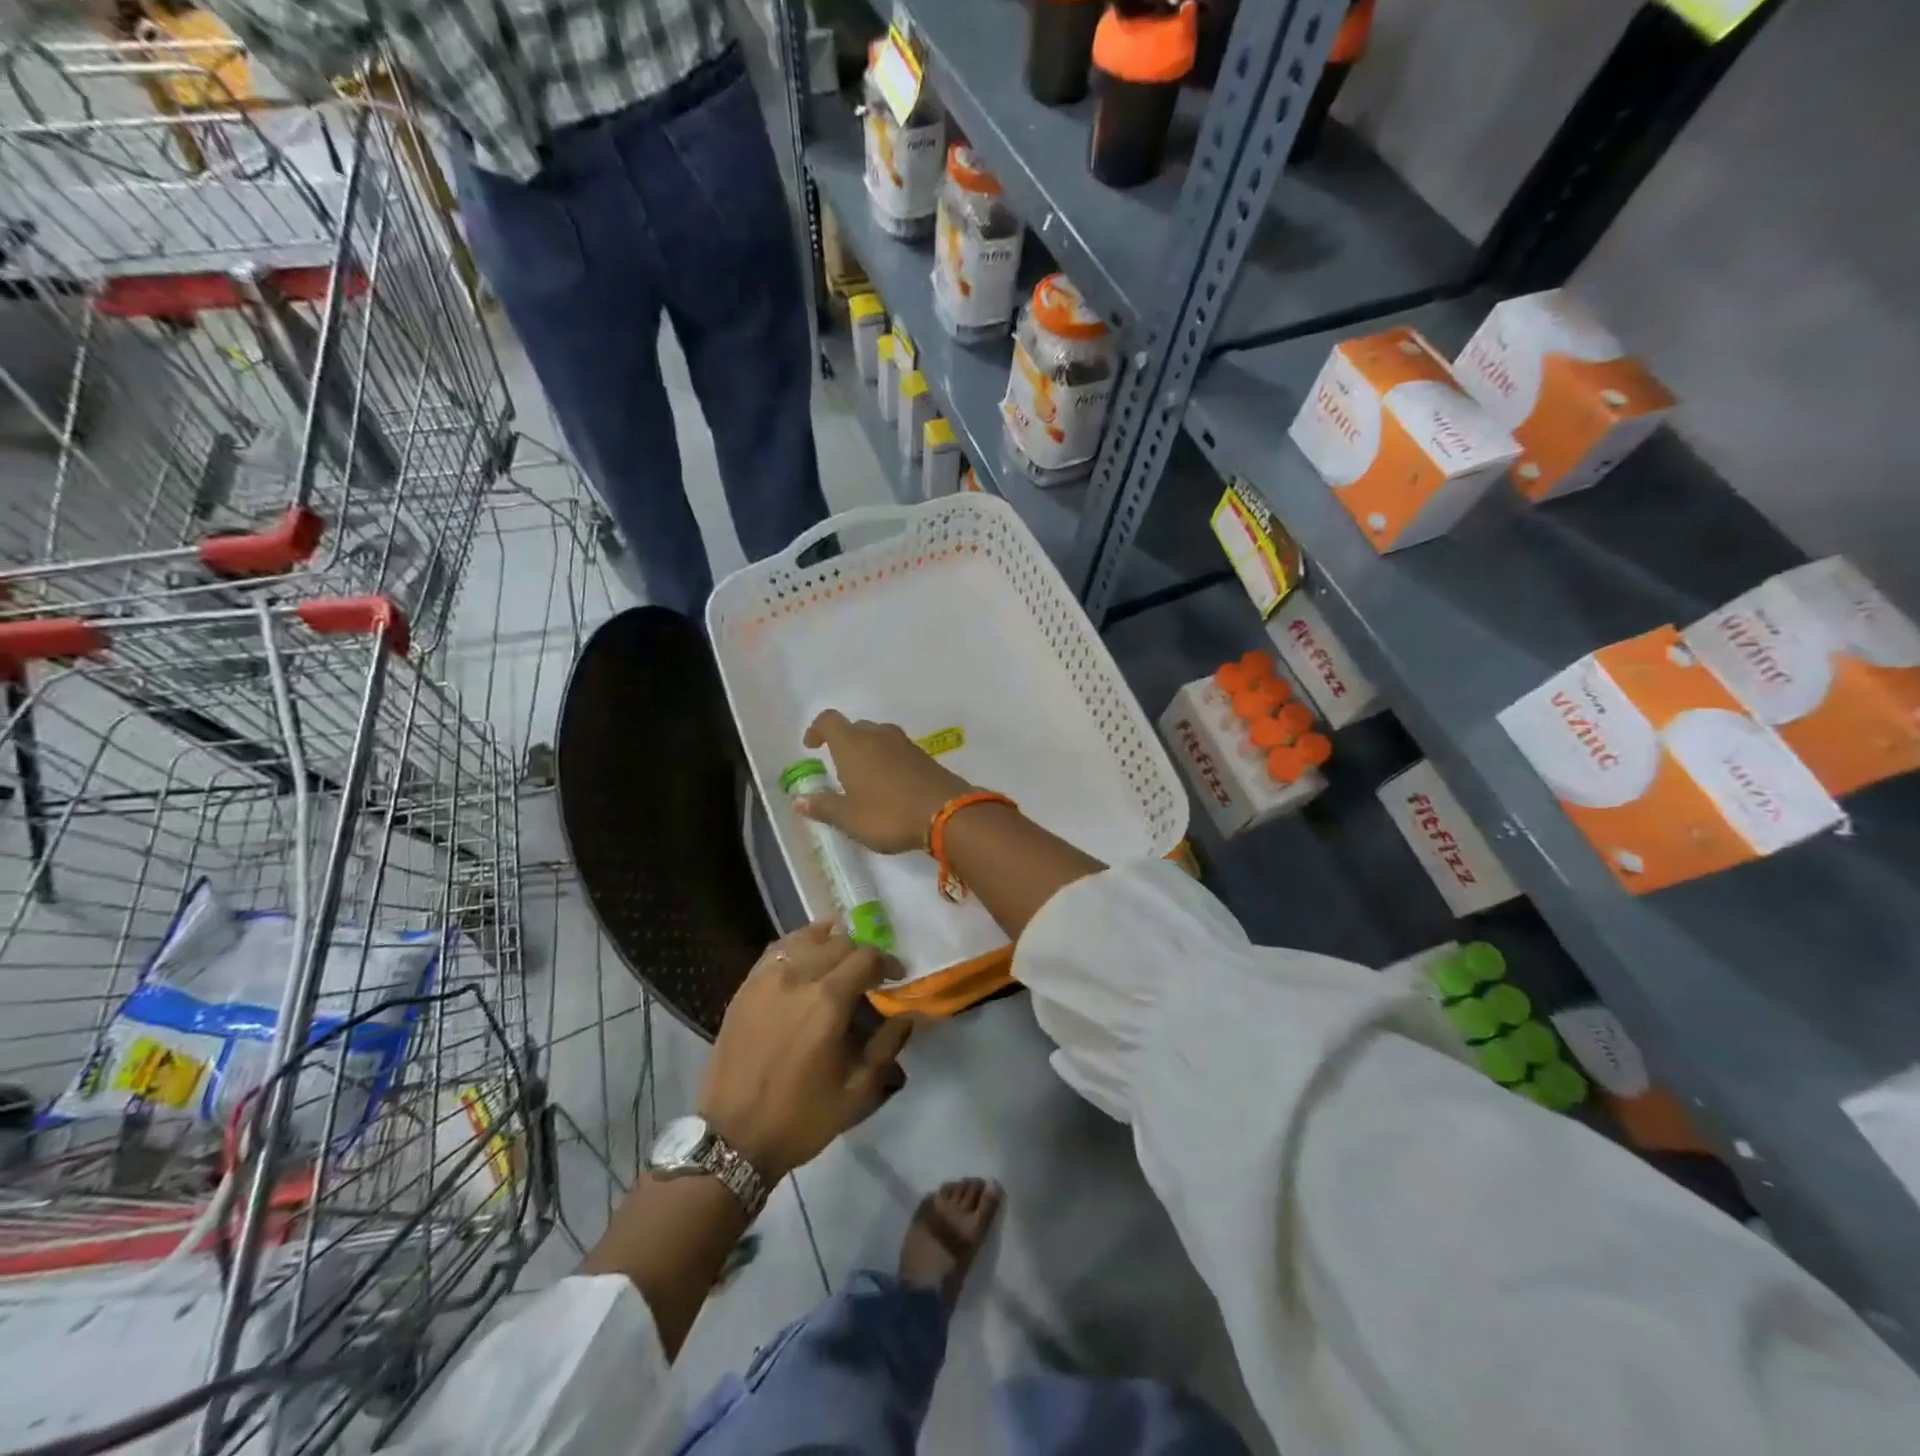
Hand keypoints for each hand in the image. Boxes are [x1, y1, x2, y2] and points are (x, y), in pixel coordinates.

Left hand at [699, 919, 915, 1180]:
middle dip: (862, 954)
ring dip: (831, 943)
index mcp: (828, 1000)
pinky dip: (799, 945)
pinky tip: (806, 958)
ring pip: (807, 938)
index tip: (896, 978)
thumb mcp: (857, 1091)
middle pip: (840, 943)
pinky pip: (777, 949)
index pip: (867, 957)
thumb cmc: (800, 1117)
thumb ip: (887, 1045)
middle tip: (869, 976)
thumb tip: (909, 1016)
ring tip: (840, 961)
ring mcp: (767, 978)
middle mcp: (798, 977)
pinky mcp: (746, 986)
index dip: (888, 963)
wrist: (732, 1138)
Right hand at [796, 710, 972, 853]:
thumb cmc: (888, 814)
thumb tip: (800, 800)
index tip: (812, 746)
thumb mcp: (849, 818)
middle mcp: (878, 735)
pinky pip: (898, 751)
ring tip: (864, 777)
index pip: (829, 720)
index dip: (817, 729)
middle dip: (844, 742)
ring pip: (879, 737)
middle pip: (855, 727)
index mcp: (853, 744)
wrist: (948, 813)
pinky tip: (890, 785)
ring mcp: (905, 744)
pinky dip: (888, 761)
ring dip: (868, 751)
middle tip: (838, 767)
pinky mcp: (925, 757)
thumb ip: (824, 806)